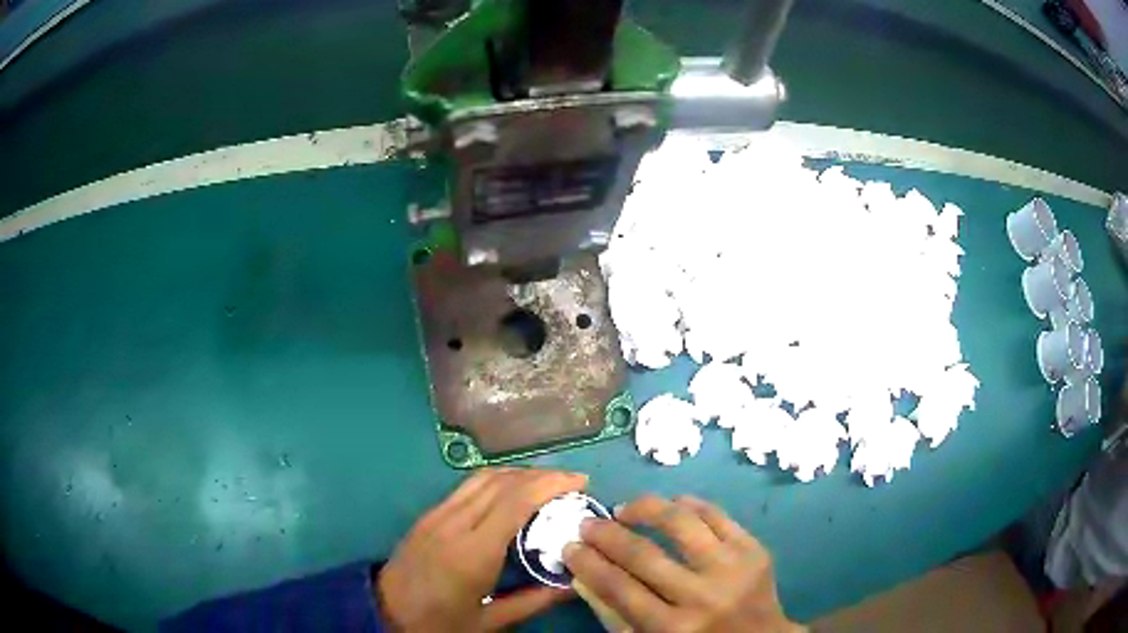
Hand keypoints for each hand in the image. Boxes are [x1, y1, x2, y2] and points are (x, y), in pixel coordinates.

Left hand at [377, 468, 586, 631]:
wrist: (385, 612)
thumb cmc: (439, 621)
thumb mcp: (489, 621)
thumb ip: (534, 602)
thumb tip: (574, 584)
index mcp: (472, 552)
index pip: (514, 502)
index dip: (550, 485)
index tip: (580, 483)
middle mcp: (453, 523)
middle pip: (501, 481)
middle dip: (541, 475)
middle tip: (572, 483)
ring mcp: (436, 515)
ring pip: (482, 478)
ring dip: (519, 473)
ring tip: (547, 484)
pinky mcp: (428, 514)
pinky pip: (467, 487)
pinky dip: (497, 481)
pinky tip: (512, 494)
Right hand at [563, 495, 802, 632]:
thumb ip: (615, 613)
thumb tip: (583, 573)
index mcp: (672, 628)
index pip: (618, 587)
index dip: (588, 562)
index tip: (570, 545)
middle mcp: (701, 597)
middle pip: (643, 554)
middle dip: (606, 534)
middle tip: (588, 523)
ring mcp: (732, 568)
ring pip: (682, 523)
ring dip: (646, 509)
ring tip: (626, 509)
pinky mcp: (754, 549)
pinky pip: (717, 515)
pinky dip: (689, 504)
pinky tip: (670, 504)